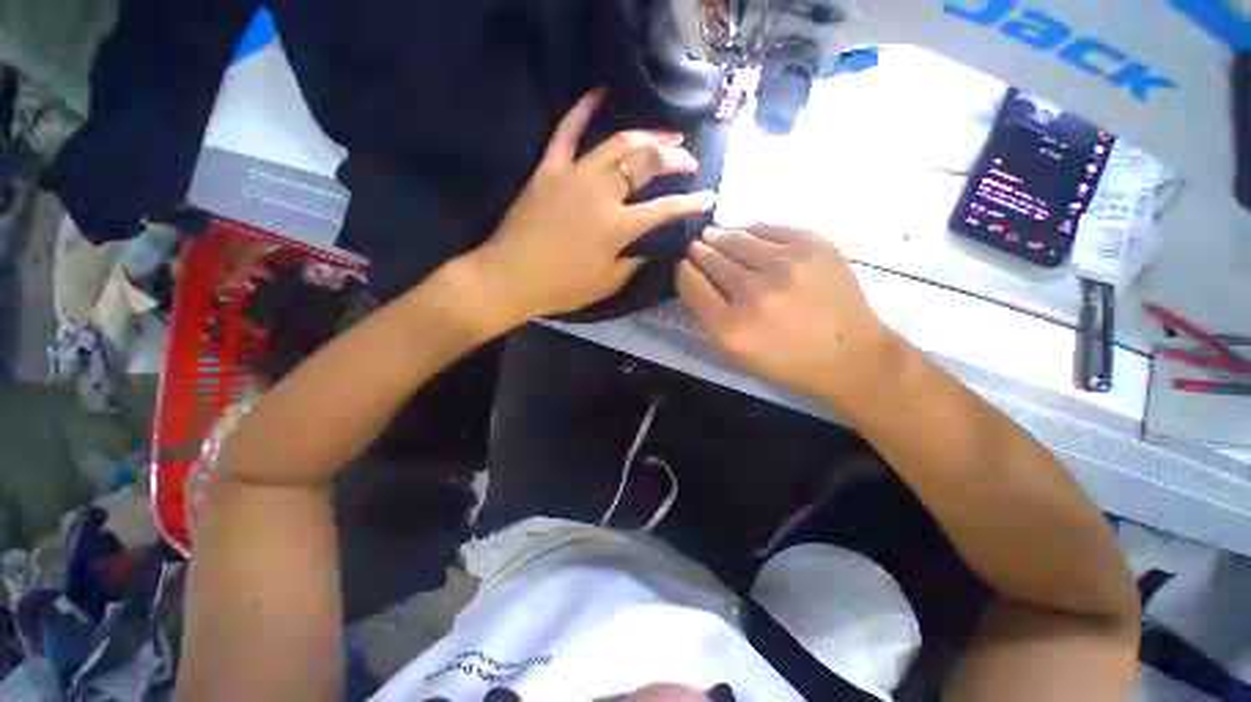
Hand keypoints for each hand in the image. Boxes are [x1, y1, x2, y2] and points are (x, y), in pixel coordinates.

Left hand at [473, 90, 715, 322]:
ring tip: (665, 136)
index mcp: (617, 227)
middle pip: (645, 163)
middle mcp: (601, 193)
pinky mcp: (549, 169)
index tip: (709, 197)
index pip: (665, 209)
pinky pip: (566, 131)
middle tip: (688, 160)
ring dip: (646, 135)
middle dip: (674, 159)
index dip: (691, 203)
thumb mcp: (607, 283)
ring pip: (617, 143)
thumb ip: (634, 261)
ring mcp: (573, 176)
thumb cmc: (562, 287)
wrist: (510, 278)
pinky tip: (600, 93)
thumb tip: (651, 244)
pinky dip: (583, 109)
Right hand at [677, 224, 896, 404]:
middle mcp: (754, 293)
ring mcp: (786, 264)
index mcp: (731, 327)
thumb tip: (694, 276)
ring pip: (736, 238)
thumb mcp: (736, 354)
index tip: (684, 265)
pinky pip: (767, 228)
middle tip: (696, 247)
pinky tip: (745, 235)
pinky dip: (750, 231)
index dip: (683, 270)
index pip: (691, 283)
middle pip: (711, 258)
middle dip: (699, 251)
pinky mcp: (813, 244)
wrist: (850, 354)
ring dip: (720, 236)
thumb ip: (708, 316)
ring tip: (714, 236)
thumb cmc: (787, 361)